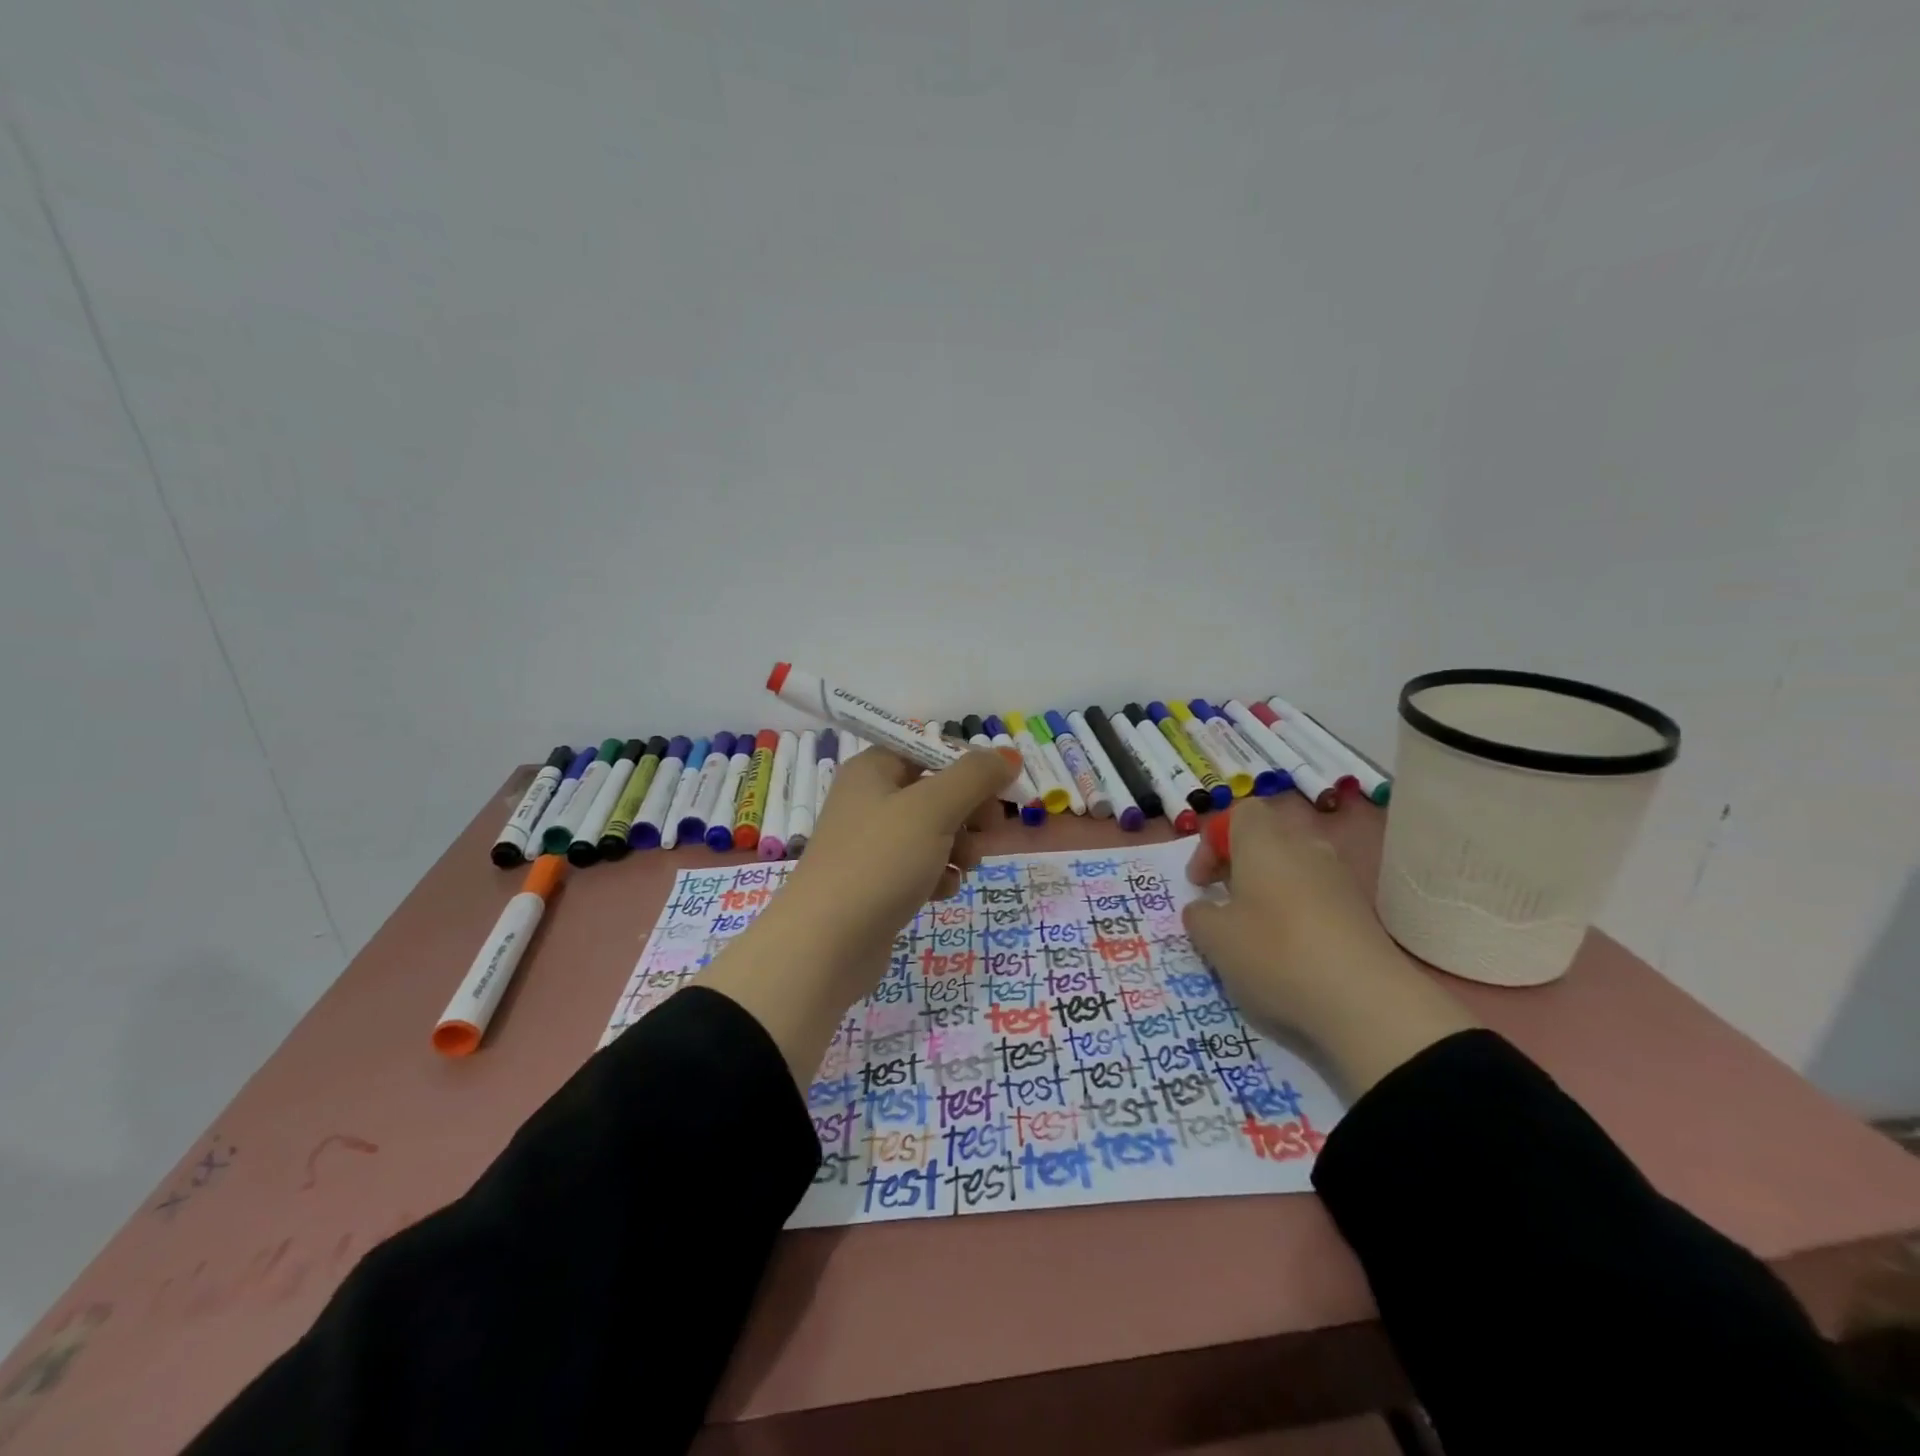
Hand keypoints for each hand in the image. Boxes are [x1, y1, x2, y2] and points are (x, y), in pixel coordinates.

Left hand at [696, 746, 1018, 1084]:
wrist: (826, 944)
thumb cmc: (880, 862)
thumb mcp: (933, 809)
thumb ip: (975, 777)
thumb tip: (1008, 754)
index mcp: (873, 769)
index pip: (931, 749)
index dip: (968, 766)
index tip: (999, 789)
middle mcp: (869, 799)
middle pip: (937, 791)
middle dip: (969, 811)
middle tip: (987, 830)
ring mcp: (872, 843)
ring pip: (934, 831)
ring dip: (960, 846)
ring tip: (963, 865)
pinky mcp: (877, 881)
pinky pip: (921, 866)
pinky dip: (938, 875)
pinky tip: (940, 892)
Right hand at [1182, 798, 1479, 1096]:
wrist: (1367, 1002)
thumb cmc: (1275, 954)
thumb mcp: (1214, 939)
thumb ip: (1199, 915)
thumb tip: (1206, 909)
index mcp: (1265, 842)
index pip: (1239, 813)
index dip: (1213, 842)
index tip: (1200, 883)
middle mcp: (1305, 848)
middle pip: (1267, 840)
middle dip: (1239, 867)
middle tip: (1222, 904)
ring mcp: (1340, 878)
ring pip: (1294, 870)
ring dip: (1269, 892)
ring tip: (1255, 933)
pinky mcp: (1362, 911)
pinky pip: (1318, 898)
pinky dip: (1298, 915)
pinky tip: (1291, 954)